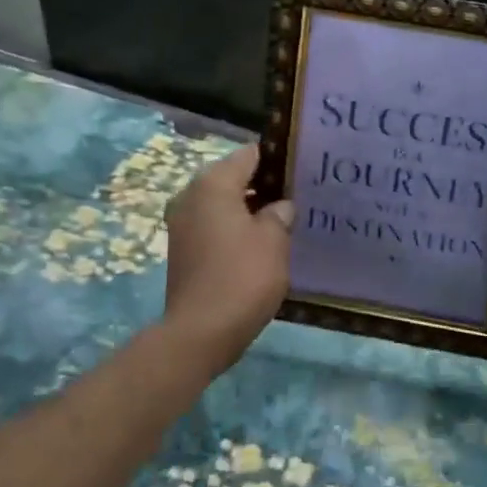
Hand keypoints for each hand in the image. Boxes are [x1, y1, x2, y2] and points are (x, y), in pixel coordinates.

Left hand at [163, 145, 294, 368]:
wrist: (201, 332)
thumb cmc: (242, 276)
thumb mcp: (273, 240)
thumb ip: (279, 214)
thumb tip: (280, 206)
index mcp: (212, 183)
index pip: (250, 154)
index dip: (278, 159)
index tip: (303, 168)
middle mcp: (191, 196)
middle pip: (234, 177)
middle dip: (265, 185)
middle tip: (299, 196)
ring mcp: (182, 224)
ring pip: (224, 203)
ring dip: (251, 209)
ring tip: (285, 220)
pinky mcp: (183, 249)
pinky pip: (215, 225)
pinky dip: (236, 228)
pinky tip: (262, 242)